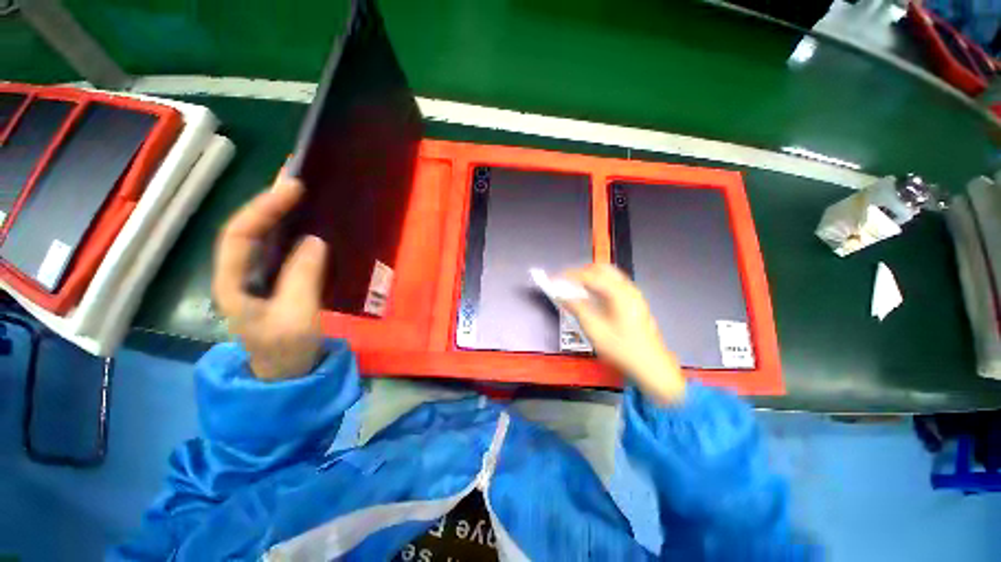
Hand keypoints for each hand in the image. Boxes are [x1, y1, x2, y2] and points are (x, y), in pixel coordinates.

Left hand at [213, 174, 326, 379]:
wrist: (287, 372)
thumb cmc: (287, 349)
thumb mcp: (296, 317)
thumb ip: (302, 278)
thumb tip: (314, 240)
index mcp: (232, 281)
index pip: (239, 234)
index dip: (263, 208)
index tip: (293, 189)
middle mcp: (238, 272)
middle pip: (247, 228)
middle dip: (268, 200)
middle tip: (295, 176)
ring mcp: (257, 275)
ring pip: (263, 235)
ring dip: (279, 210)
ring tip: (300, 189)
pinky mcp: (276, 279)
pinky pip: (280, 247)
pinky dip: (291, 228)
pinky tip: (306, 220)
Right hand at [561, 264, 684, 403]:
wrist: (651, 366)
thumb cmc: (622, 348)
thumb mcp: (595, 330)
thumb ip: (577, 308)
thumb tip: (562, 296)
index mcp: (619, 293)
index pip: (590, 276)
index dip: (570, 276)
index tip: (555, 279)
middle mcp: (628, 289)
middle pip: (602, 269)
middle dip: (582, 272)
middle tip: (567, 281)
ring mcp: (634, 295)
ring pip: (609, 276)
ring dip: (591, 277)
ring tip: (576, 288)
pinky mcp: (635, 302)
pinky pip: (614, 285)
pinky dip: (600, 285)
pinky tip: (592, 297)